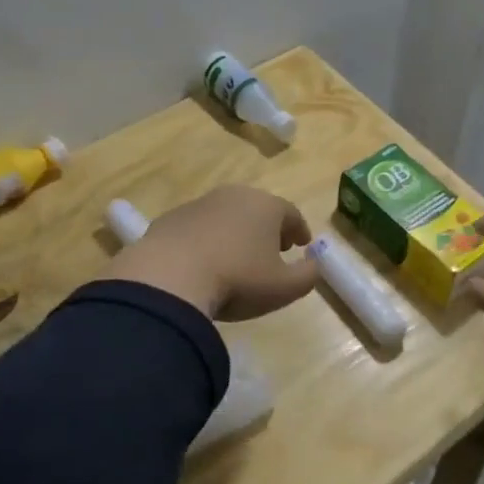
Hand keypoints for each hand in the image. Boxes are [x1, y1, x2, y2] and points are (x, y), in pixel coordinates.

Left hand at [104, 185, 320, 319]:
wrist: (169, 277)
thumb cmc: (237, 280)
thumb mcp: (285, 288)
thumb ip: (308, 275)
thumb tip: (314, 264)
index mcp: (266, 206)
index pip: (291, 214)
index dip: (299, 230)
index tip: (302, 245)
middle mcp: (234, 195)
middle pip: (259, 209)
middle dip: (268, 228)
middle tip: (273, 249)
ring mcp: (199, 204)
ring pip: (227, 215)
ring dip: (236, 232)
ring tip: (237, 257)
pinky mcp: (171, 218)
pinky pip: (198, 227)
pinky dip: (207, 239)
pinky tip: (204, 262)